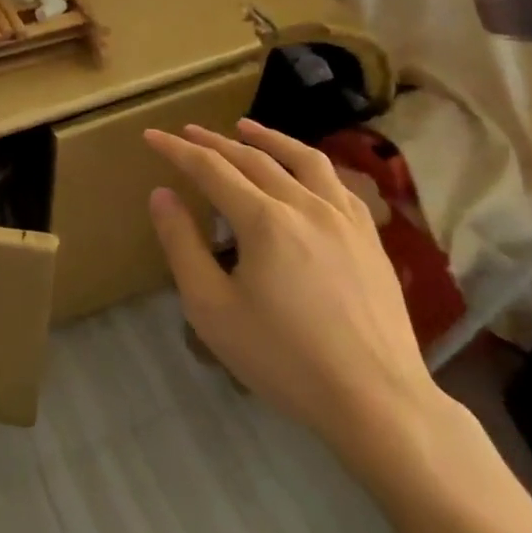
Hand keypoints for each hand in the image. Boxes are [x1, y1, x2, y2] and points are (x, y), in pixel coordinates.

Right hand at [144, 119, 441, 469]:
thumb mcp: (212, 308)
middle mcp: (305, 205)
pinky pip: (338, 185)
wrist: (379, 404)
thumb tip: (162, 194)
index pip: (210, 168)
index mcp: (264, 220)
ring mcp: (345, 220)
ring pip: (303, 160)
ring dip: (268, 139)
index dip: (177, 149)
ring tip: (245, 127)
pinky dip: (311, 166)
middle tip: (188, 132)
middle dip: (214, 141)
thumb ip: (182, 244)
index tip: (152, 136)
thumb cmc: (284, 359)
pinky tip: (304, 173)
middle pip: (252, 158)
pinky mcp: (371, 240)